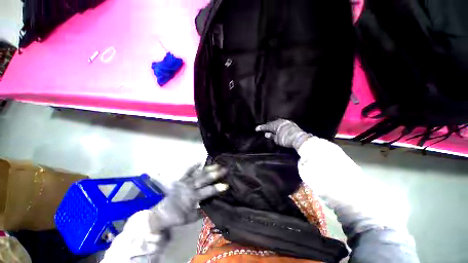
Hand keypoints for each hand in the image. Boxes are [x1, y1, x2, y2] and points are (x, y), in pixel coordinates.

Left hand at [149, 164, 227, 231]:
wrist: (161, 213)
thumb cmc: (177, 217)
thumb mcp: (191, 218)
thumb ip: (203, 212)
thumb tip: (214, 206)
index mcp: (193, 198)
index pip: (208, 191)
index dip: (217, 188)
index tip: (226, 185)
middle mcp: (190, 187)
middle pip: (204, 179)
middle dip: (215, 174)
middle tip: (225, 169)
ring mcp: (184, 182)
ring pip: (198, 173)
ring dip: (208, 169)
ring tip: (217, 165)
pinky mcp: (180, 179)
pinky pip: (187, 171)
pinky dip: (193, 166)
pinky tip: (200, 161)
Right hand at [256, 119, 311, 149]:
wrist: (299, 138)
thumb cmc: (286, 139)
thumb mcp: (277, 139)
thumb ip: (271, 136)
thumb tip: (266, 134)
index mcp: (274, 125)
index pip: (266, 126)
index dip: (261, 128)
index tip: (256, 129)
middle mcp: (279, 122)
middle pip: (271, 124)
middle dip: (267, 126)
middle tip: (263, 128)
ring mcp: (285, 122)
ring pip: (277, 123)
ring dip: (273, 126)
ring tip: (270, 128)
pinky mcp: (290, 124)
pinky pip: (281, 124)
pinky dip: (278, 126)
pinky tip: (278, 128)